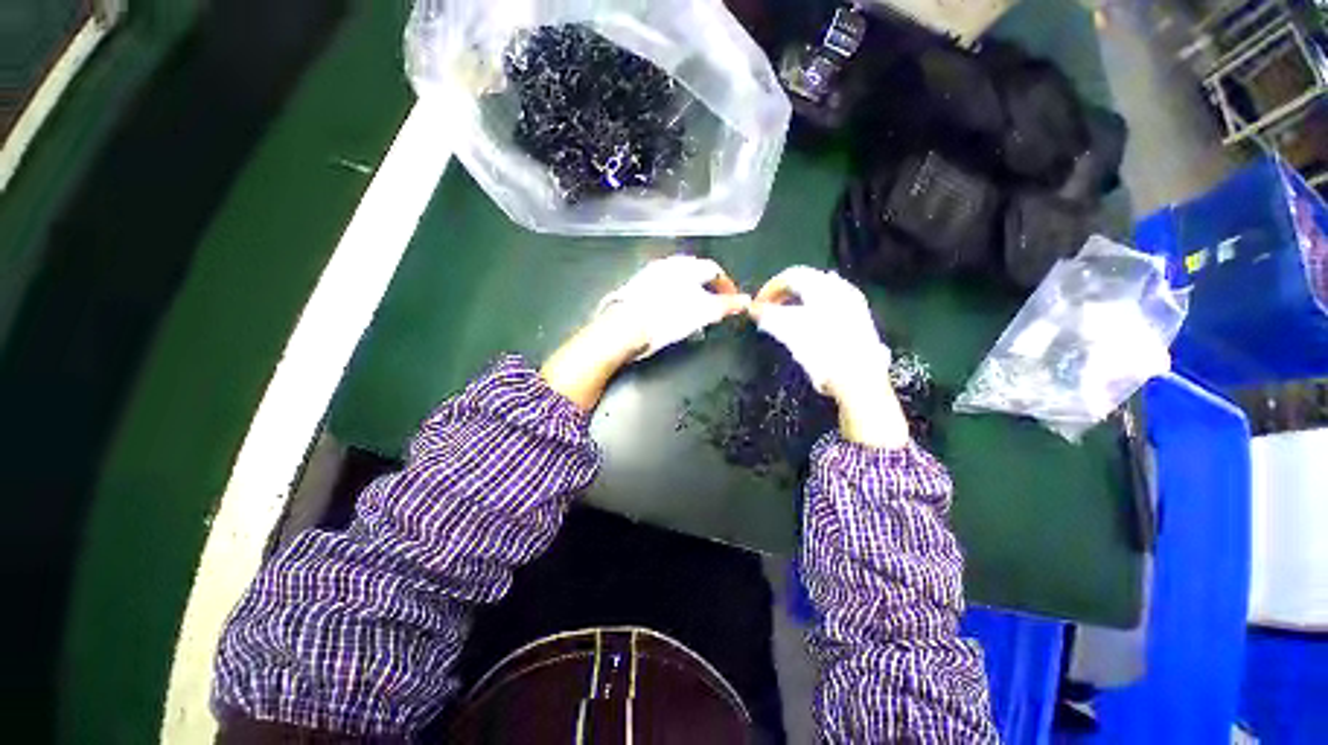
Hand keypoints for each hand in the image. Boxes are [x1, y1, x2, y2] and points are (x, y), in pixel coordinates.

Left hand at [542, 256, 748, 410]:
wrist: (624, 328)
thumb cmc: (667, 318)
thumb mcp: (702, 312)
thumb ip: (725, 305)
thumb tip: (746, 301)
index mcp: (686, 266)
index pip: (714, 270)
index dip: (727, 287)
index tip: (732, 303)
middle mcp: (667, 264)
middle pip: (696, 273)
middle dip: (709, 290)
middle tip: (714, 309)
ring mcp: (649, 274)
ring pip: (678, 281)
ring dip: (691, 295)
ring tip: (694, 314)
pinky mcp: (636, 287)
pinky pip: (662, 289)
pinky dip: (673, 299)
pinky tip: (670, 314)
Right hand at [750, 266, 908, 448]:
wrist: (859, 378)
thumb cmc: (821, 350)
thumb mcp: (788, 331)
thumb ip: (768, 315)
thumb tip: (754, 309)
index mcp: (822, 286)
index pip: (790, 276)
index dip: (769, 288)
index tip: (757, 306)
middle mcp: (840, 287)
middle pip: (806, 281)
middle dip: (784, 295)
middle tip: (769, 311)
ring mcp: (854, 303)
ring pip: (820, 294)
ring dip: (798, 303)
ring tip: (785, 320)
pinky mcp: (860, 320)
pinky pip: (831, 306)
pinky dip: (814, 311)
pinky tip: (809, 327)